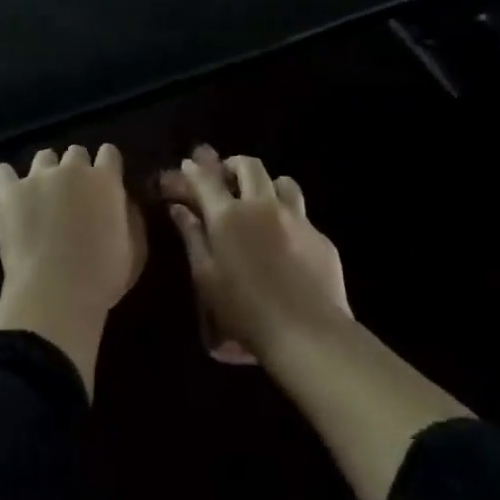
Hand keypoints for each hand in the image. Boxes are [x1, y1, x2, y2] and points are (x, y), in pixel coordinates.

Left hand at [0, 145, 146, 394]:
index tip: (105, 181)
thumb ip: (130, 217)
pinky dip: (8, 180)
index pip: (109, 153)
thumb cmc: (102, 277)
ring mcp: (37, 177)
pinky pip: (3, 172)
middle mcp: (72, 169)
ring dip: (46, 171)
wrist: (54, 293)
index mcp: (105, 180)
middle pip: (75, 153)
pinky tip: (10, 194)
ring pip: (43, 157)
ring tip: (42, 195)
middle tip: (74, 195)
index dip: (107, 166)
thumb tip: (122, 201)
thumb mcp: (134, 250)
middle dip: (76, 169)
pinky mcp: (8, 191)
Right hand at [160, 146, 350, 364]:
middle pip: (248, 166)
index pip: (206, 179)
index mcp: (228, 215)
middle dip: (234, 165)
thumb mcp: (206, 277)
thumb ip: (192, 237)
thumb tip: (179, 209)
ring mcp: (296, 218)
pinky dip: (289, 218)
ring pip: (283, 182)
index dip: (194, 170)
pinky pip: (302, 215)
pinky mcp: (321, 237)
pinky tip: (287, 242)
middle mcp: (262, 206)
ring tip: (261, 202)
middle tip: (227, 179)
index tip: (188, 166)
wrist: (307, 333)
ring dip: (268, 185)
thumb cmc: (244, 310)